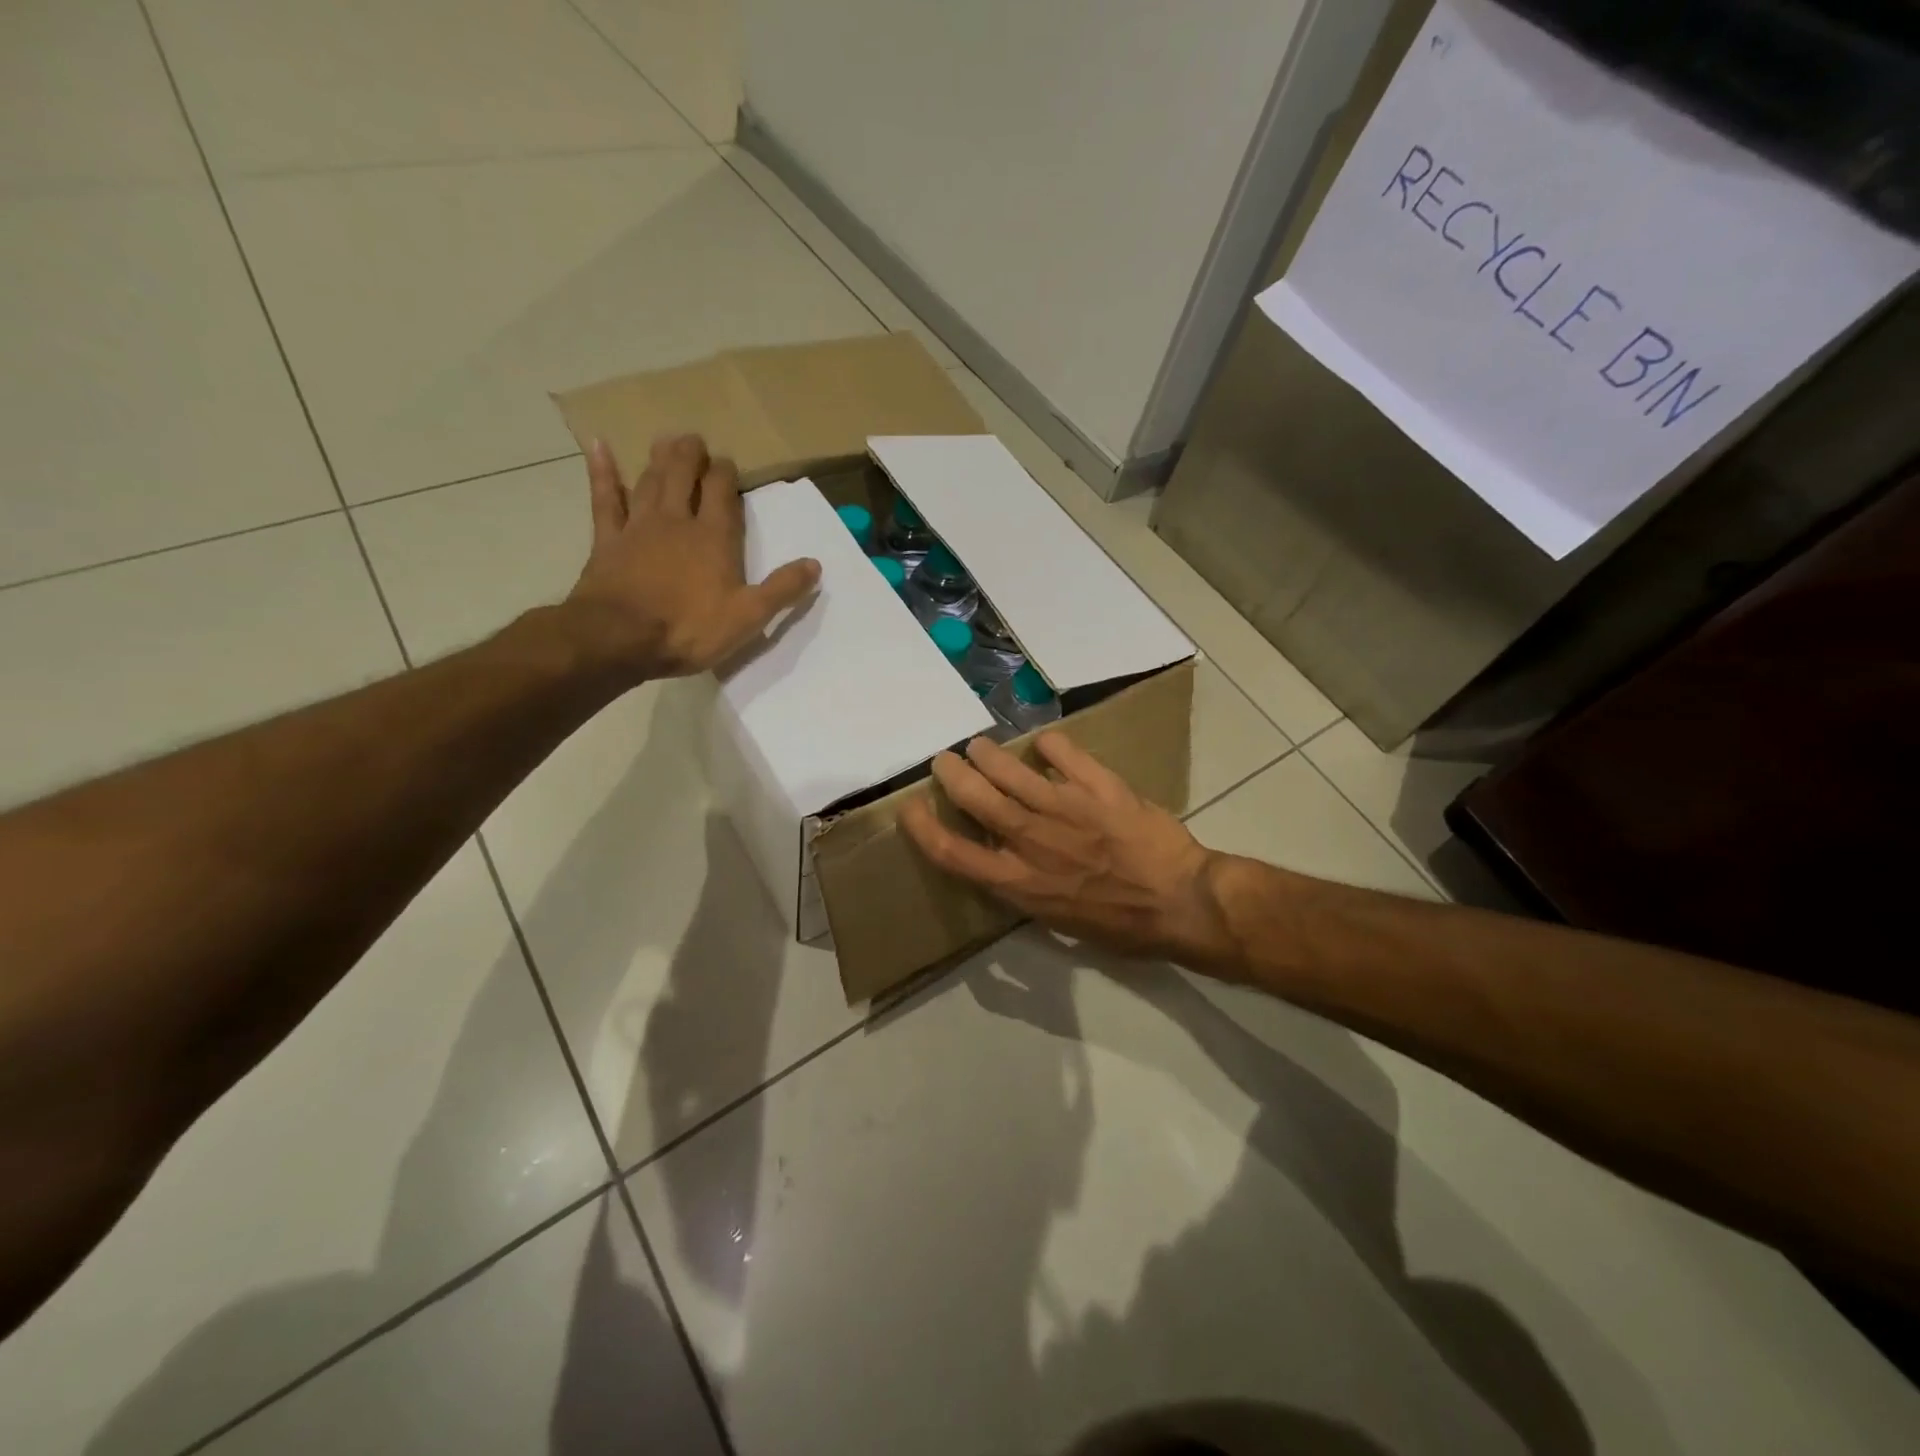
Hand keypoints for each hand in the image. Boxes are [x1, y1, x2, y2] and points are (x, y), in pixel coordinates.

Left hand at [565, 435, 819, 680]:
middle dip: (691, 456)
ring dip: (659, 459)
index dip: (726, 473)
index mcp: (714, 538)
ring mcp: (638, 527)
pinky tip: (598, 446)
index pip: (722, 492)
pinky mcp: (607, 540)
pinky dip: (601, 471)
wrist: (620, 638)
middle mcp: (677, 521)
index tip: (728, 463)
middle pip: (684, 476)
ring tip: (666, 440)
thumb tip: (815, 564)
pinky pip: (604, 498)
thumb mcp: (748, 616)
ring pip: (650, 481)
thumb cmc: (689, 629)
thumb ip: (782, 588)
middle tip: (695, 440)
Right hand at [900, 732, 1230, 964]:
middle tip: (943, 760)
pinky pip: (1064, 753)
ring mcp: (1065, 809)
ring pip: (1010, 770)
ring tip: (979, 747)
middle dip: (952, 775)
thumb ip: (1025, 889)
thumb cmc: (1121, 925)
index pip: (954, 854)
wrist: (1181, 903)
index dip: (924, 830)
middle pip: (975, 799)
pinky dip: (1049, 745)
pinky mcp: (1098, 786)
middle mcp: (1032, 841)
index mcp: (1019, 882)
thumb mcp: (1059, 922)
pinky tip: (1044, 743)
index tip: (910, 809)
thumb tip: (1003, 866)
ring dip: (988, 755)